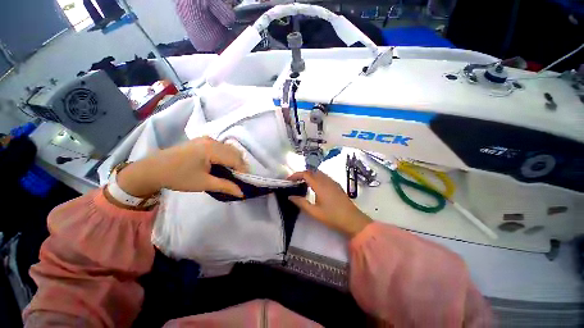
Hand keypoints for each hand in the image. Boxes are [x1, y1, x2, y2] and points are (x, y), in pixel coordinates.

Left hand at [116, 137, 247, 198]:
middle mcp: (212, 141)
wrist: (153, 169)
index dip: (243, 170)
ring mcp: (206, 139)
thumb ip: (225, 186)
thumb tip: (242, 193)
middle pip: (234, 152)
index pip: (235, 159)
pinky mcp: (202, 141)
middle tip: (239, 178)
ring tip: (232, 173)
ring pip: (229, 149)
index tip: (245, 182)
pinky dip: (226, 156)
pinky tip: (223, 165)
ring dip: (234, 160)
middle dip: (240, 165)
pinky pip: (221, 147)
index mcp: (212, 149)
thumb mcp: (203, 183)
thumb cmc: (178, 177)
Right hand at [288, 170, 371, 236]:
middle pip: (312, 171)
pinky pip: (324, 176)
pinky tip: (315, 187)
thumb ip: (301, 203)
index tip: (289, 180)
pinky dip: (316, 177)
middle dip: (302, 174)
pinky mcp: (337, 185)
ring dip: (309, 175)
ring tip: (303, 183)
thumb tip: (290, 196)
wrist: (353, 220)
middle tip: (295, 182)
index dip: (296, 175)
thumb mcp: (314, 212)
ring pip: (318, 173)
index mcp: (320, 185)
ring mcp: (333, 182)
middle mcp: (326, 180)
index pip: (306, 174)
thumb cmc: (332, 217)